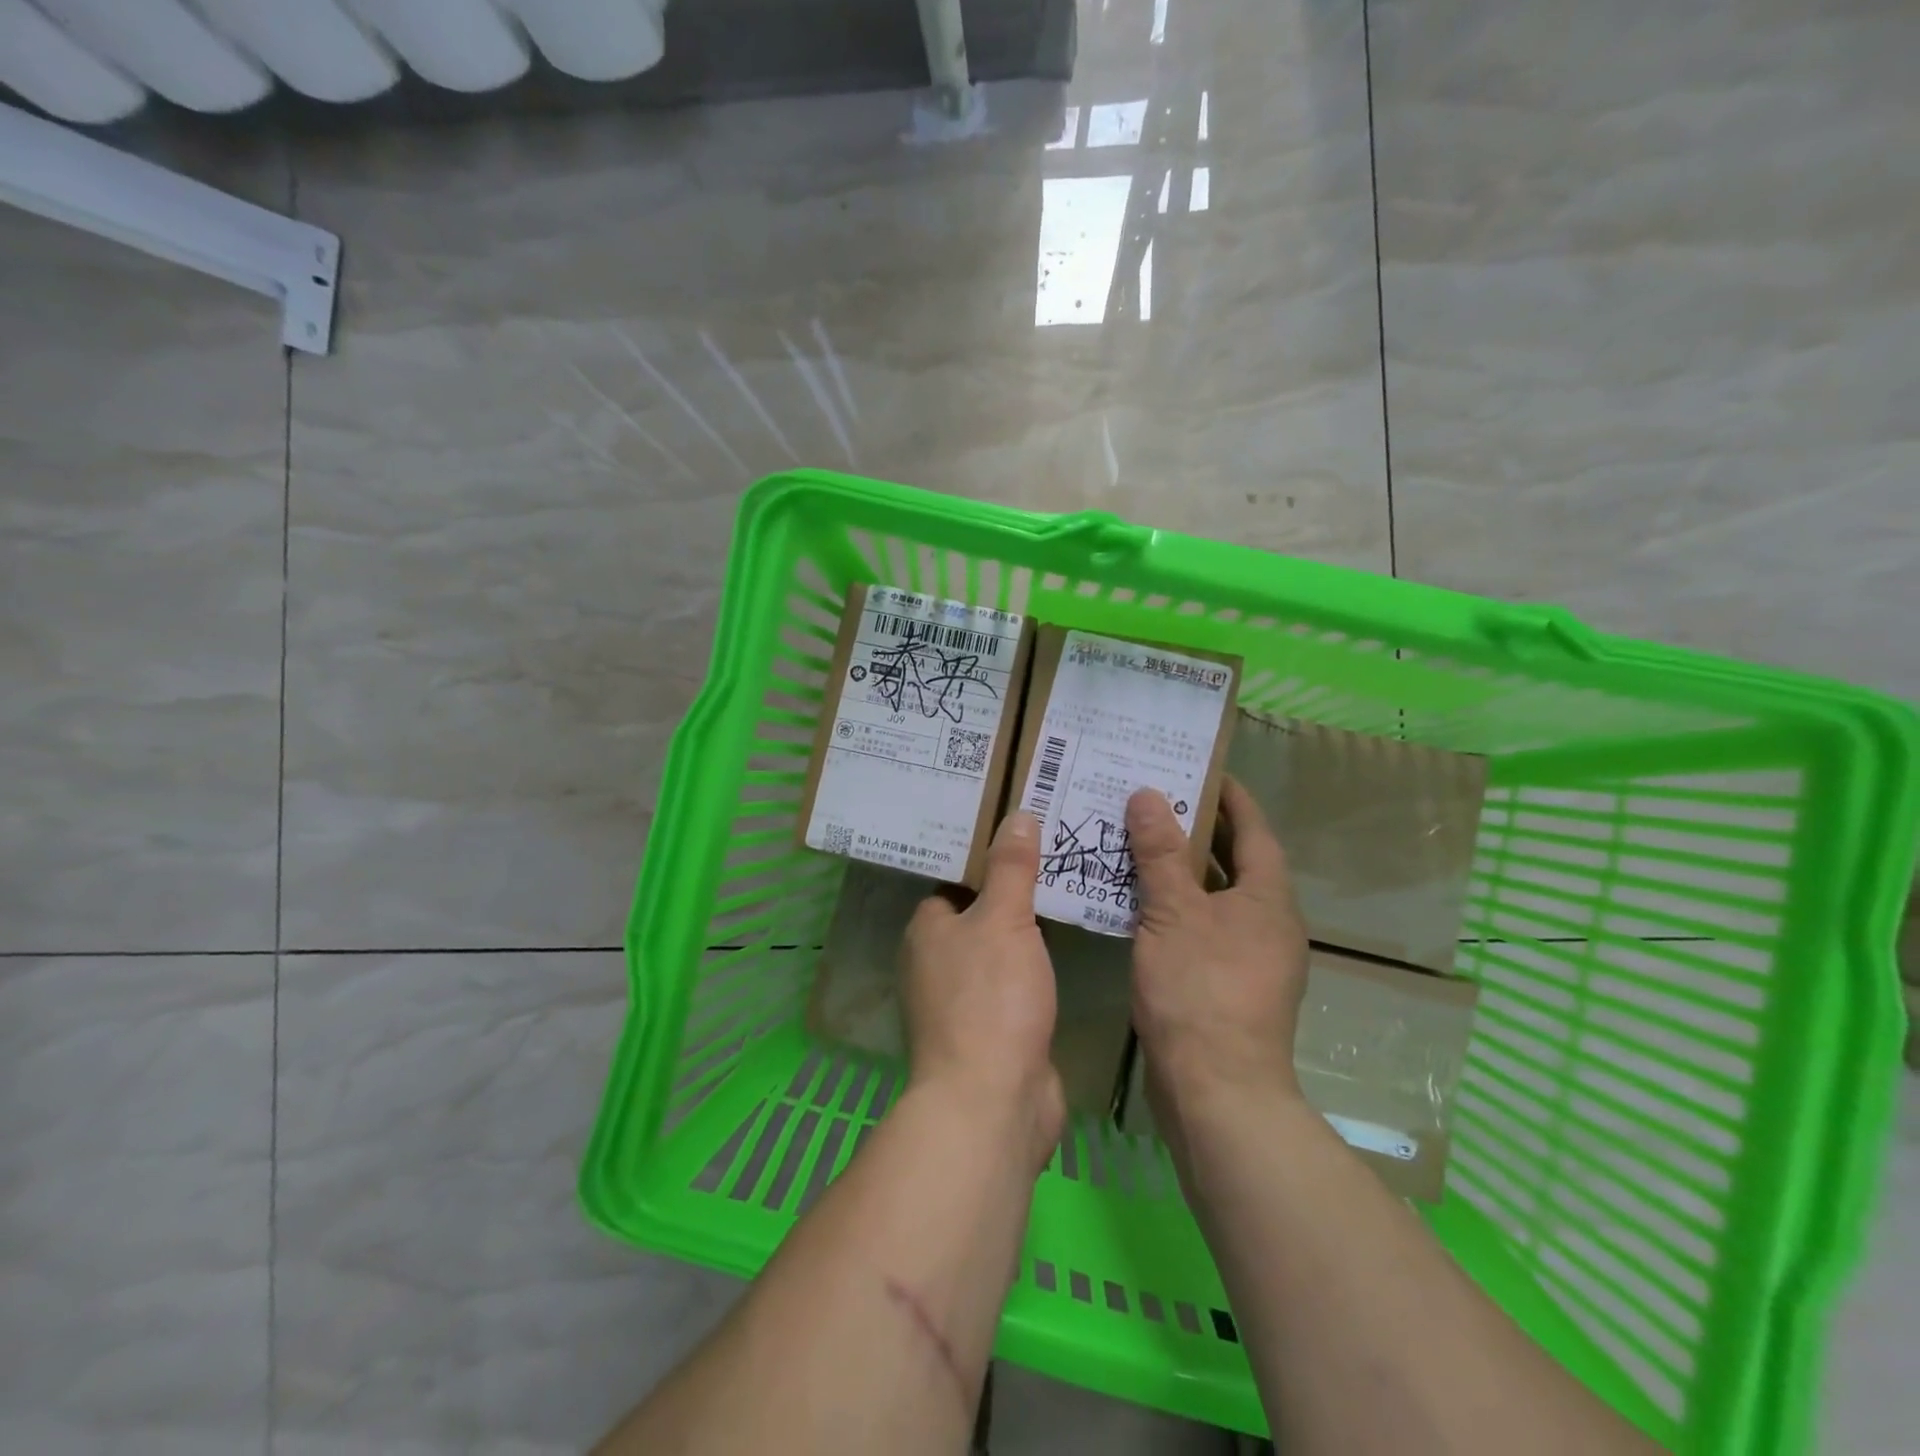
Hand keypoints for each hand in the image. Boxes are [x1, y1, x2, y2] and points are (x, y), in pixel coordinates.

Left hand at [901, 812, 1065, 1168]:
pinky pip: (1014, 982)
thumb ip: (1011, 868)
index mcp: (927, 929)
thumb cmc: (990, 998)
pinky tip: (1067, 947)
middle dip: (1013, 889)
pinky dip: (1035, 966)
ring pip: (998, 949)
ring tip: (1068, 887)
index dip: (986, 856)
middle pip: (978, 913)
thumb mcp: (1003, 920)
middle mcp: (936, 962)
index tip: (1023, 831)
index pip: (954, 880)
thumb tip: (1017, 813)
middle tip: (1055, 852)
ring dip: (1026, 929)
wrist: (994, 1102)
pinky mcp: (992, 1030)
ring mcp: (963, 1000)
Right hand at [1126, 778, 1309, 1152]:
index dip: (1231, 797)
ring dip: (1182, 870)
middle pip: (1235, 862)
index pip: (1253, 830)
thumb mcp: (1174, 912)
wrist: (1216, 1091)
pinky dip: (1176, 907)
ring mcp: (1251, 958)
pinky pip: (1202, 927)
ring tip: (1138, 841)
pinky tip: (1138, 903)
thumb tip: (1149, 795)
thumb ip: (1160, 853)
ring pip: (1215, 897)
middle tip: (1155, 798)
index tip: (1201, 768)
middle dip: (1199, 829)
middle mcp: (1268, 923)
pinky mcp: (1228, 985)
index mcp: (1268, 899)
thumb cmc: (1200, 989)